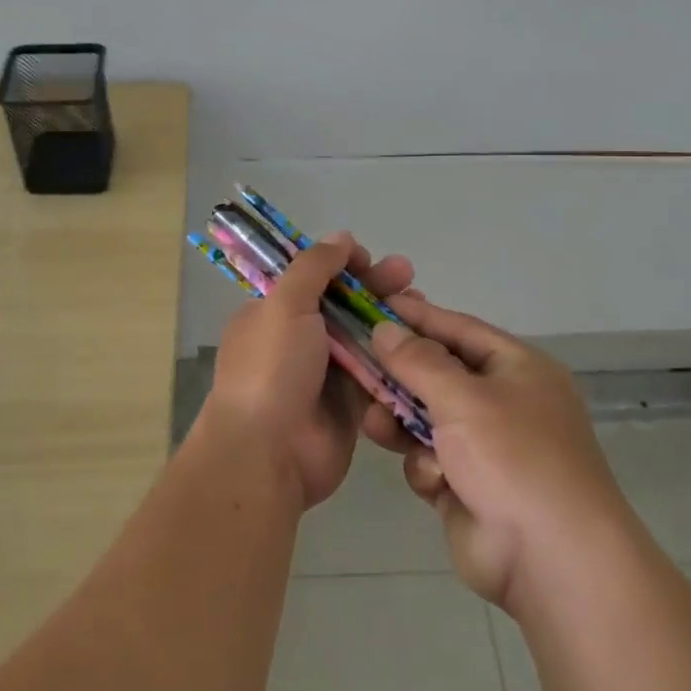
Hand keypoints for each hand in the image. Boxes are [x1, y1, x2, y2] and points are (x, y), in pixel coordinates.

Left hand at [200, 233, 415, 510]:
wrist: (268, 453)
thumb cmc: (271, 368)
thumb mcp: (285, 304)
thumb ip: (314, 267)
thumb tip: (340, 237)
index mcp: (272, 313)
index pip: (310, 277)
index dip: (340, 264)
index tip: (366, 259)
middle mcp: (297, 339)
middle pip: (342, 304)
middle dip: (373, 286)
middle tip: (406, 274)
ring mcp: (324, 373)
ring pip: (363, 337)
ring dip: (390, 319)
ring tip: (421, 304)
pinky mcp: (349, 404)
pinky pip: (376, 374)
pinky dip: (396, 358)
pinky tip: (422, 342)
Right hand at [366, 299, 627, 612]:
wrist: (552, 560)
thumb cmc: (512, 457)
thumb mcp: (463, 398)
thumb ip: (418, 361)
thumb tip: (385, 328)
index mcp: (517, 369)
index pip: (459, 329)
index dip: (417, 318)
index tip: (373, 306)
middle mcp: (504, 402)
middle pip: (438, 375)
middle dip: (400, 376)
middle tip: (357, 366)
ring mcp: (487, 448)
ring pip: (426, 419)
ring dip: (401, 421)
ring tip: (374, 423)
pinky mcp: (468, 487)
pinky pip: (431, 460)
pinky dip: (427, 467)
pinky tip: (434, 480)